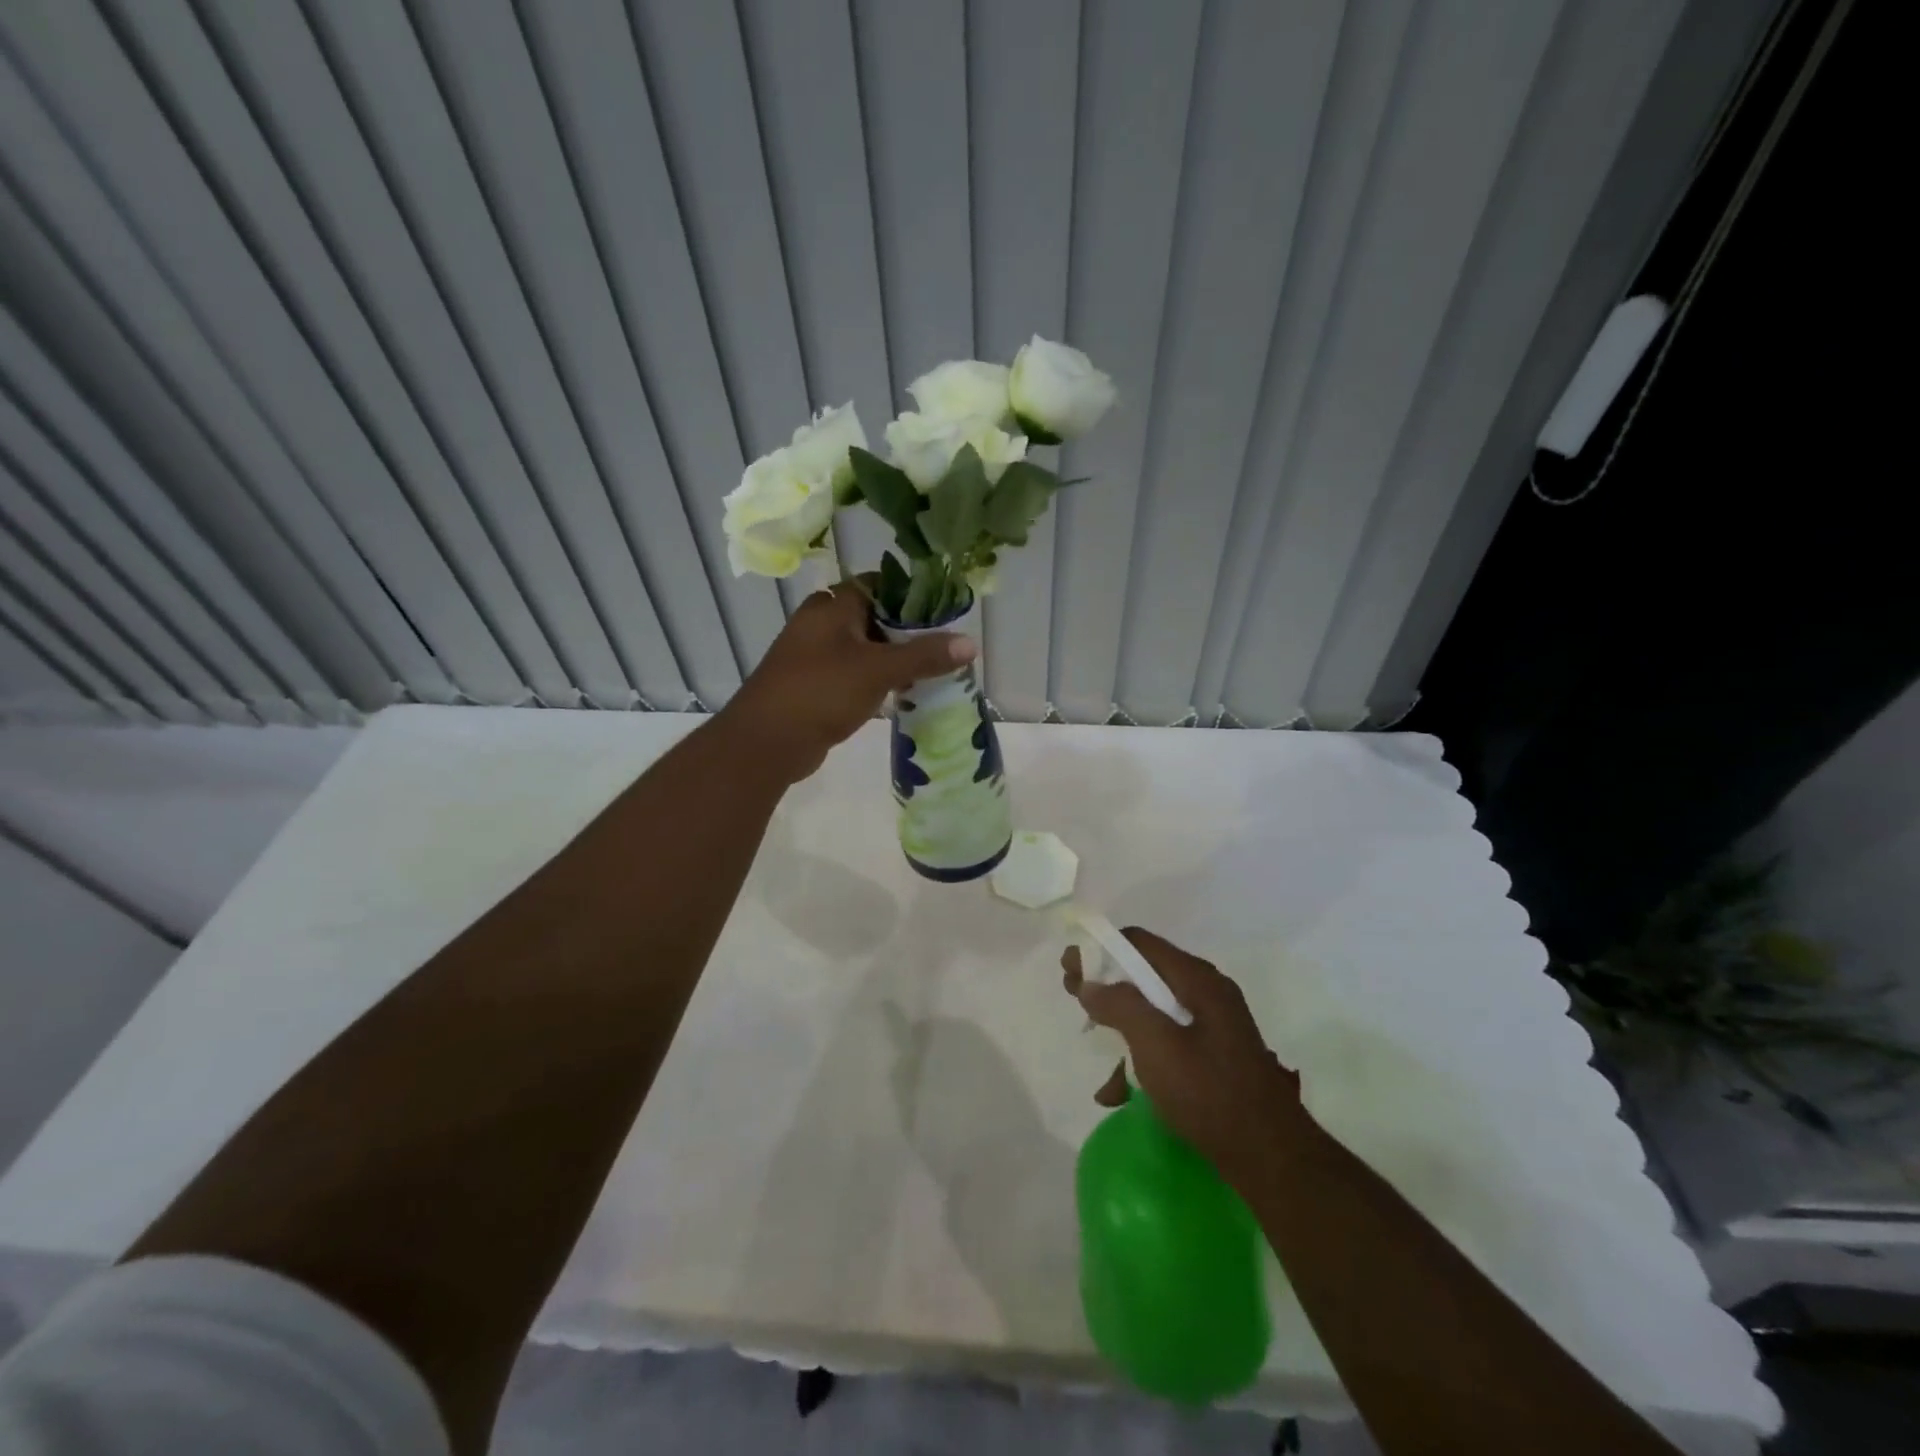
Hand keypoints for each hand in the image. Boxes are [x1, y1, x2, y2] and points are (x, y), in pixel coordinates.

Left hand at [720, 584, 976, 783]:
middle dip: (907, 633)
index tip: (942, 613)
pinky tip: (901, 696)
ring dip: (893, 660)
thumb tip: (970, 643)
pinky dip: (876, 682)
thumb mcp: (878, 669)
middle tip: (943, 647)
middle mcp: (820, 624)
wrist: (766, 742)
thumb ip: (924, 656)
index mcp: (831, 606)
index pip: (878, 585)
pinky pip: (854, 676)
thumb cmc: (821, 691)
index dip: (910, 595)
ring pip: (864, 650)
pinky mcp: (815, 687)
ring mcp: (815, 657)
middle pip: (873, 618)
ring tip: (931, 673)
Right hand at [1063, 927, 1309, 1190]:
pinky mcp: (1214, 1056)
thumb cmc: (1209, 1092)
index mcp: (1197, 980)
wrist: (1271, 1158)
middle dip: (1106, 986)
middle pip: (1145, 974)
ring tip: (1097, 1054)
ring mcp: (1213, 1025)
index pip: (1138, 943)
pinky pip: (1168, 1041)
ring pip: (1153, 1011)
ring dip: (1121, 1028)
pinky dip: (1141, 1057)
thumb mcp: (1156, 1045)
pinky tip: (1120, 1092)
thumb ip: (1120, 1006)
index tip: (1068, 968)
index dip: (1099, 949)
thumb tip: (1090, 983)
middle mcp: (1206, 993)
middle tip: (1074, 998)